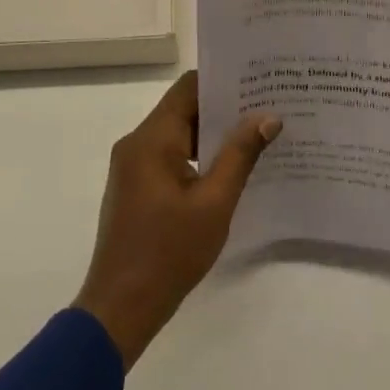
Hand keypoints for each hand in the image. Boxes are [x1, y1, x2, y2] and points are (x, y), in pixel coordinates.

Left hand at [75, 72, 281, 370]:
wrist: (120, 308)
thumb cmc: (168, 253)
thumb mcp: (214, 203)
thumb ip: (240, 155)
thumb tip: (268, 117)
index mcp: (151, 139)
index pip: (189, 87)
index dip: (224, 81)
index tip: (260, 82)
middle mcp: (137, 143)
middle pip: (184, 108)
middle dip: (225, 107)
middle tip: (269, 108)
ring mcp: (133, 166)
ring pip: (179, 133)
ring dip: (213, 134)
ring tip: (258, 135)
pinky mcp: (136, 186)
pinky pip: (171, 155)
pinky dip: (199, 155)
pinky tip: (231, 167)